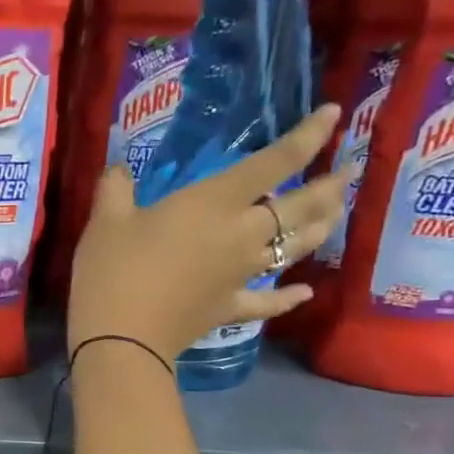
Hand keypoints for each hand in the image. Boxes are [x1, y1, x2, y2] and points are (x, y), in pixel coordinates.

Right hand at [66, 104, 350, 358]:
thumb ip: (115, 189)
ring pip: (293, 249)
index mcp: (214, 202)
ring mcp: (240, 275)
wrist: (121, 339)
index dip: (308, 136)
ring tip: (334, 216)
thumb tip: (119, 170)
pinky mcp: (228, 308)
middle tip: (348, 173)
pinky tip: (304, 292)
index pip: (274, 162)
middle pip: (298, 208)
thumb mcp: (104, 221)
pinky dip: (287, 297)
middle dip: (329, 188)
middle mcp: (241, 234)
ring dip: (318, 230)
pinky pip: (268, 301)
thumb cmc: (113, 270)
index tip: (334, 114)